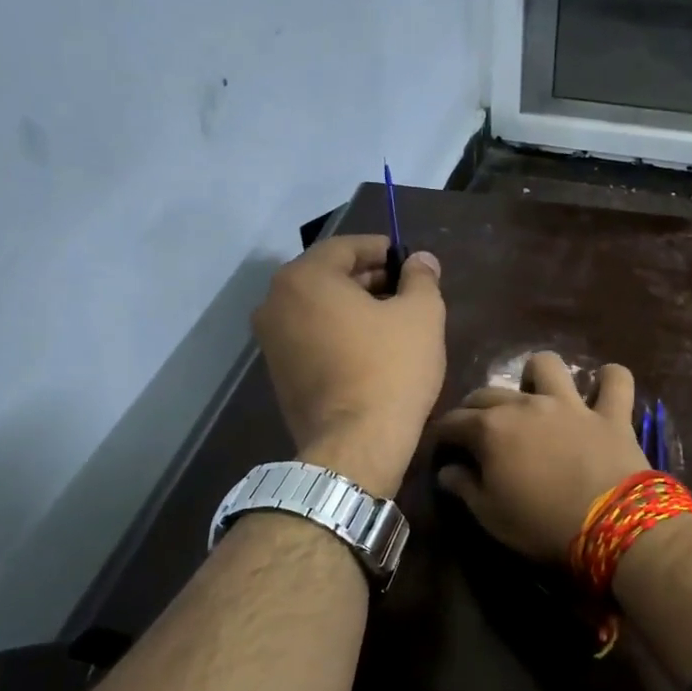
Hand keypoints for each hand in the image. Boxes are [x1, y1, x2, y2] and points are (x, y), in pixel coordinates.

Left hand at [252, 235, 444, 498]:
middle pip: (327, 276)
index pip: (345, 247)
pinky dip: (336, 333)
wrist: (355, 444)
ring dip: (352, 307)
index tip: (408, 262)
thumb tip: (421, 260)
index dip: (382, 249)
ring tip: (392, 320)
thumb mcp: (421, 315)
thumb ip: (421, 278)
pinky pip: (310, 336)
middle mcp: (275, 302)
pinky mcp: (277, 373)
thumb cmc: (391, 369)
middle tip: (405, 290)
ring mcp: (270, 341)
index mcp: (305, 278)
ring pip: (317, 308)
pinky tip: (369, 348)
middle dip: (368, 278)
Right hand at [433, 352, 652, 562]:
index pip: (453, 422)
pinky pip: (616, 381)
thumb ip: (464, 487)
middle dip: (474, 407)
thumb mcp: (490, 515)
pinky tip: (603, 389)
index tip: (440, 446)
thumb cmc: (541, 524)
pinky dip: (609, 380)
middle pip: (489, 393)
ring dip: (538, 375)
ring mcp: (571, 404)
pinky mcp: (611, 413)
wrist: (611, 525)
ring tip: (537, 394)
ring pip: (548, 366)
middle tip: (476, 428)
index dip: (442, 434)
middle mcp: (527, 405)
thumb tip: (447, 470)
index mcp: (491, 429)